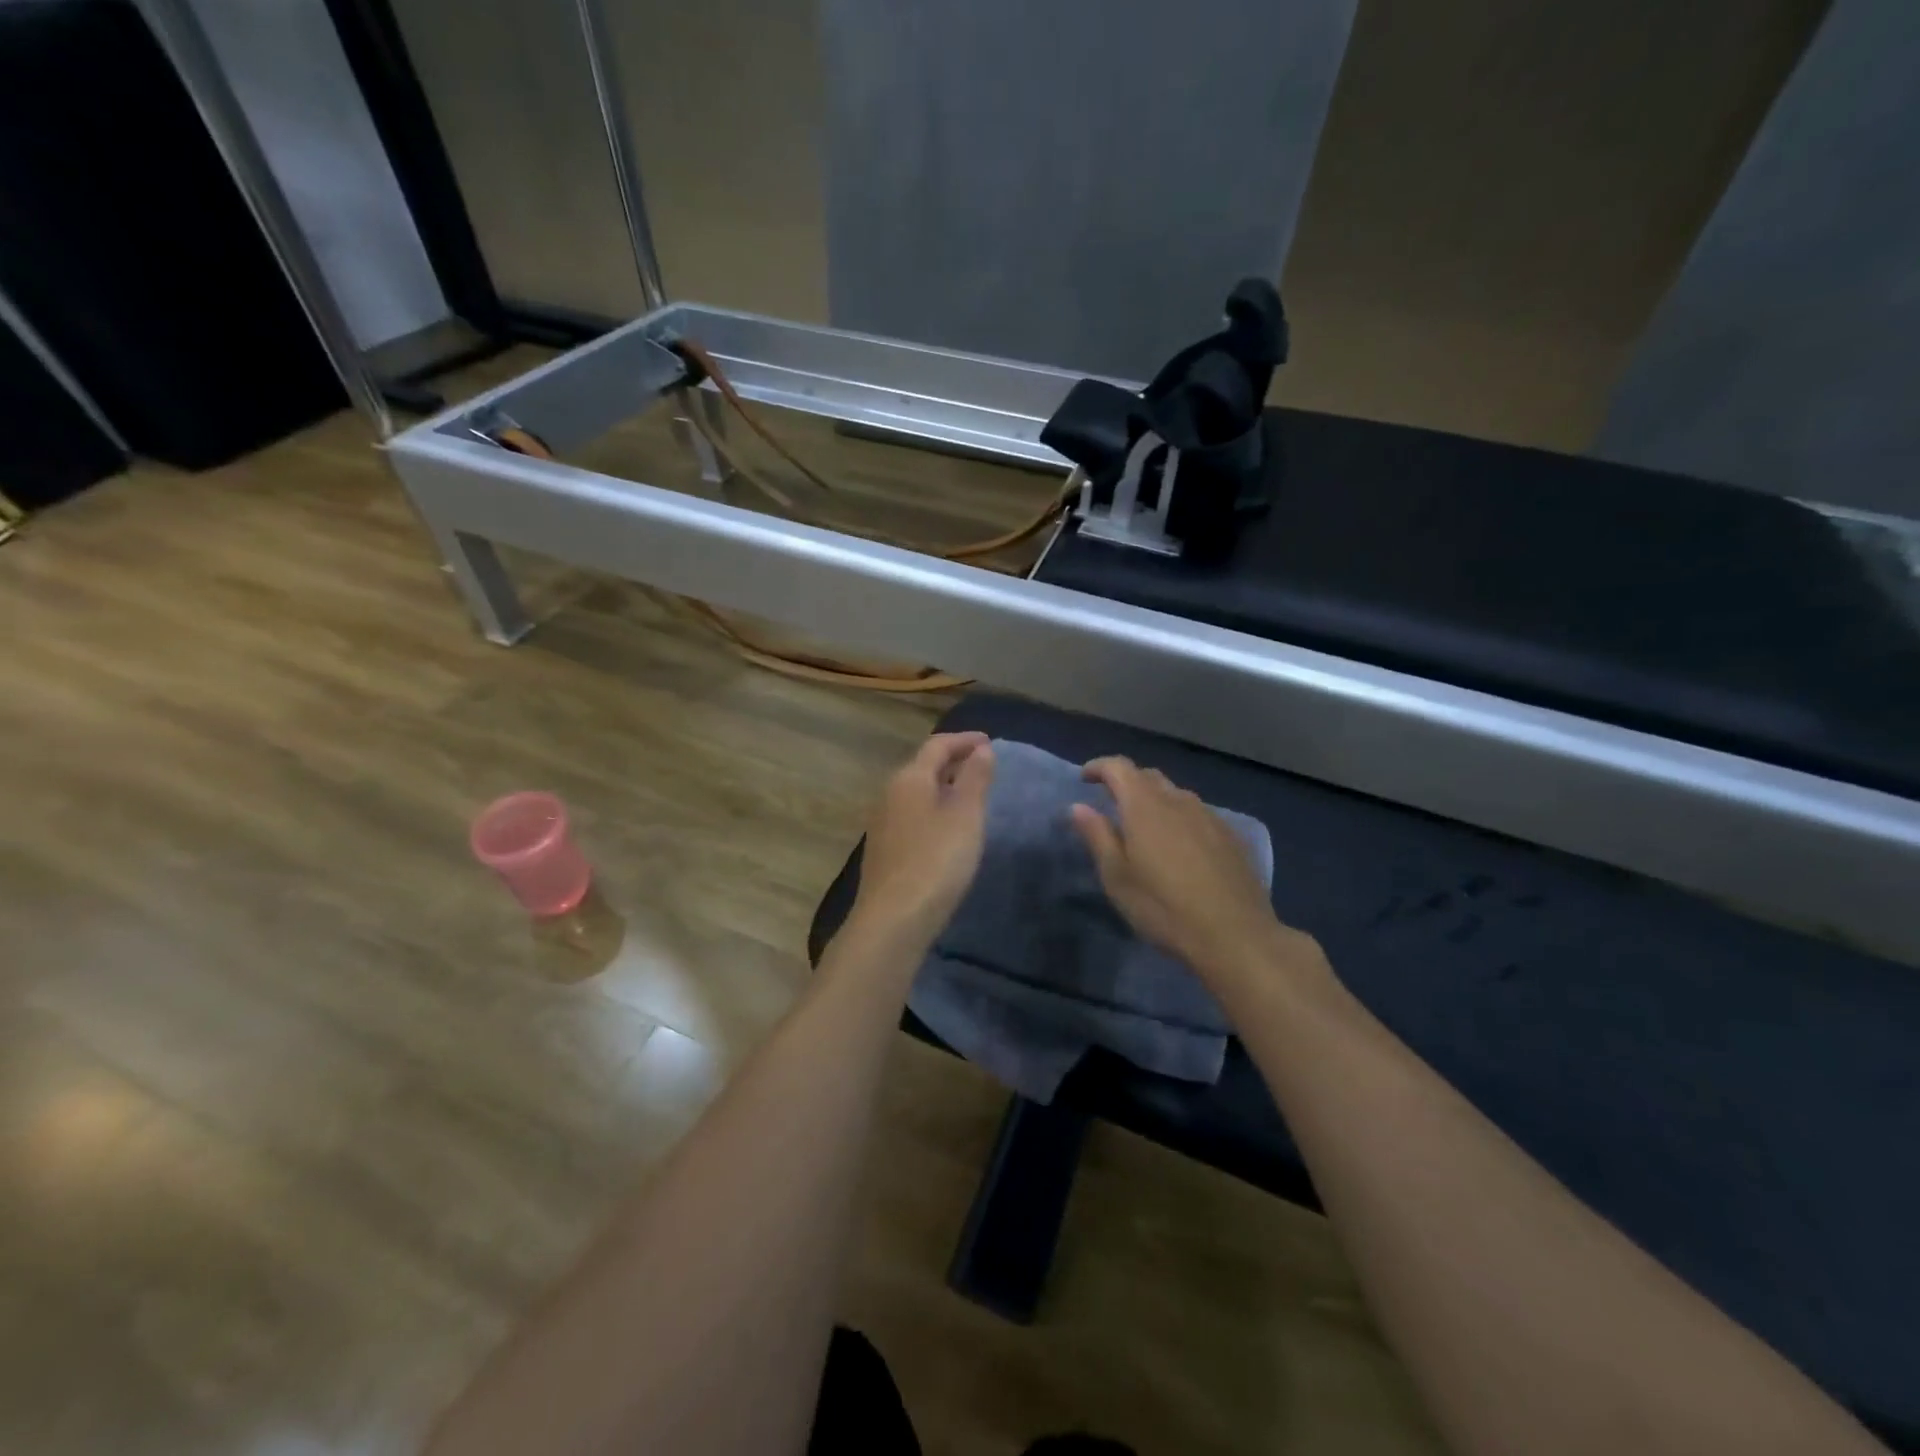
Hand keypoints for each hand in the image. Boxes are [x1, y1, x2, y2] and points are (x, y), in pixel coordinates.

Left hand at [844, 733, 995, 951]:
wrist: (894, 919)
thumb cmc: (936, 860)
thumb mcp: (965, 815)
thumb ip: (975, 778)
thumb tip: (981, 749)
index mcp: (909, 778)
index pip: (937, 746)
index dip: (964, 740)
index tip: (989, 741)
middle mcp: (890, 794)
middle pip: (923, 766)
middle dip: (953, 761)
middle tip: (983, 766)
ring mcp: (883, 823)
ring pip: (917, 792)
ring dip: (943, 787)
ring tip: (970, 795)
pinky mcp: (884, 849)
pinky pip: (912, 815)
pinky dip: (934, 809)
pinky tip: (948, 828)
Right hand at [1072, 757, 1309, 983]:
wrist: (1235, 935)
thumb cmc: (1164, 907)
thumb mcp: (1117, 877)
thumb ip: (1097, 836)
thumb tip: (1078, 807)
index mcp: (1145, 806)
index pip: (1119, 767)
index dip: (1099, 767)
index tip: (1084, 778)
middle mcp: (1179, 800)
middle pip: (1149, 776)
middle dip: (1127, 782)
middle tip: (1112, 803)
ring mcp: (1210, 817)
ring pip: (1176, 795)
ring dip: (1155, 801)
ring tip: (1145, 827)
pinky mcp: (1231, 837)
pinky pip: (1198, 814)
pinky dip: (1180, 818)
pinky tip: (1180, 847)